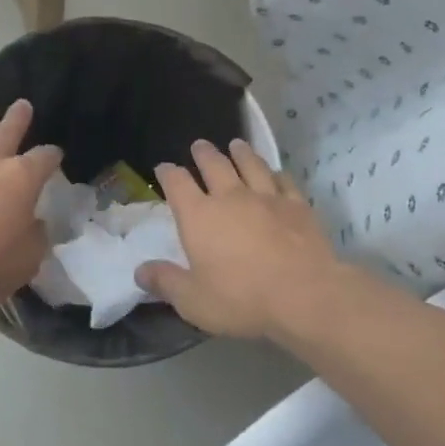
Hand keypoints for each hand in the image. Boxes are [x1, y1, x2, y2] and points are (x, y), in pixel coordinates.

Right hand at [136, 139, 343, 340]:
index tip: (163, 168)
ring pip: (251, 164)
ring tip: (236, 145)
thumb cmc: (241, 299)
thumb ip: (165, 282)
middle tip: (199, 145)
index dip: (168, 173)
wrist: (305, 295)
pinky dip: (276, 173)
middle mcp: (230, 197)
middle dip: (204, 153)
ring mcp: (267, 197)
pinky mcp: (297, 206)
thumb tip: (139, 271)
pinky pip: (284, 181)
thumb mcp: (193, 301)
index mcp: (198, 216)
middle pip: (214, 164)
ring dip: (241, 152)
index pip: (177, 183)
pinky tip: (276, 173)